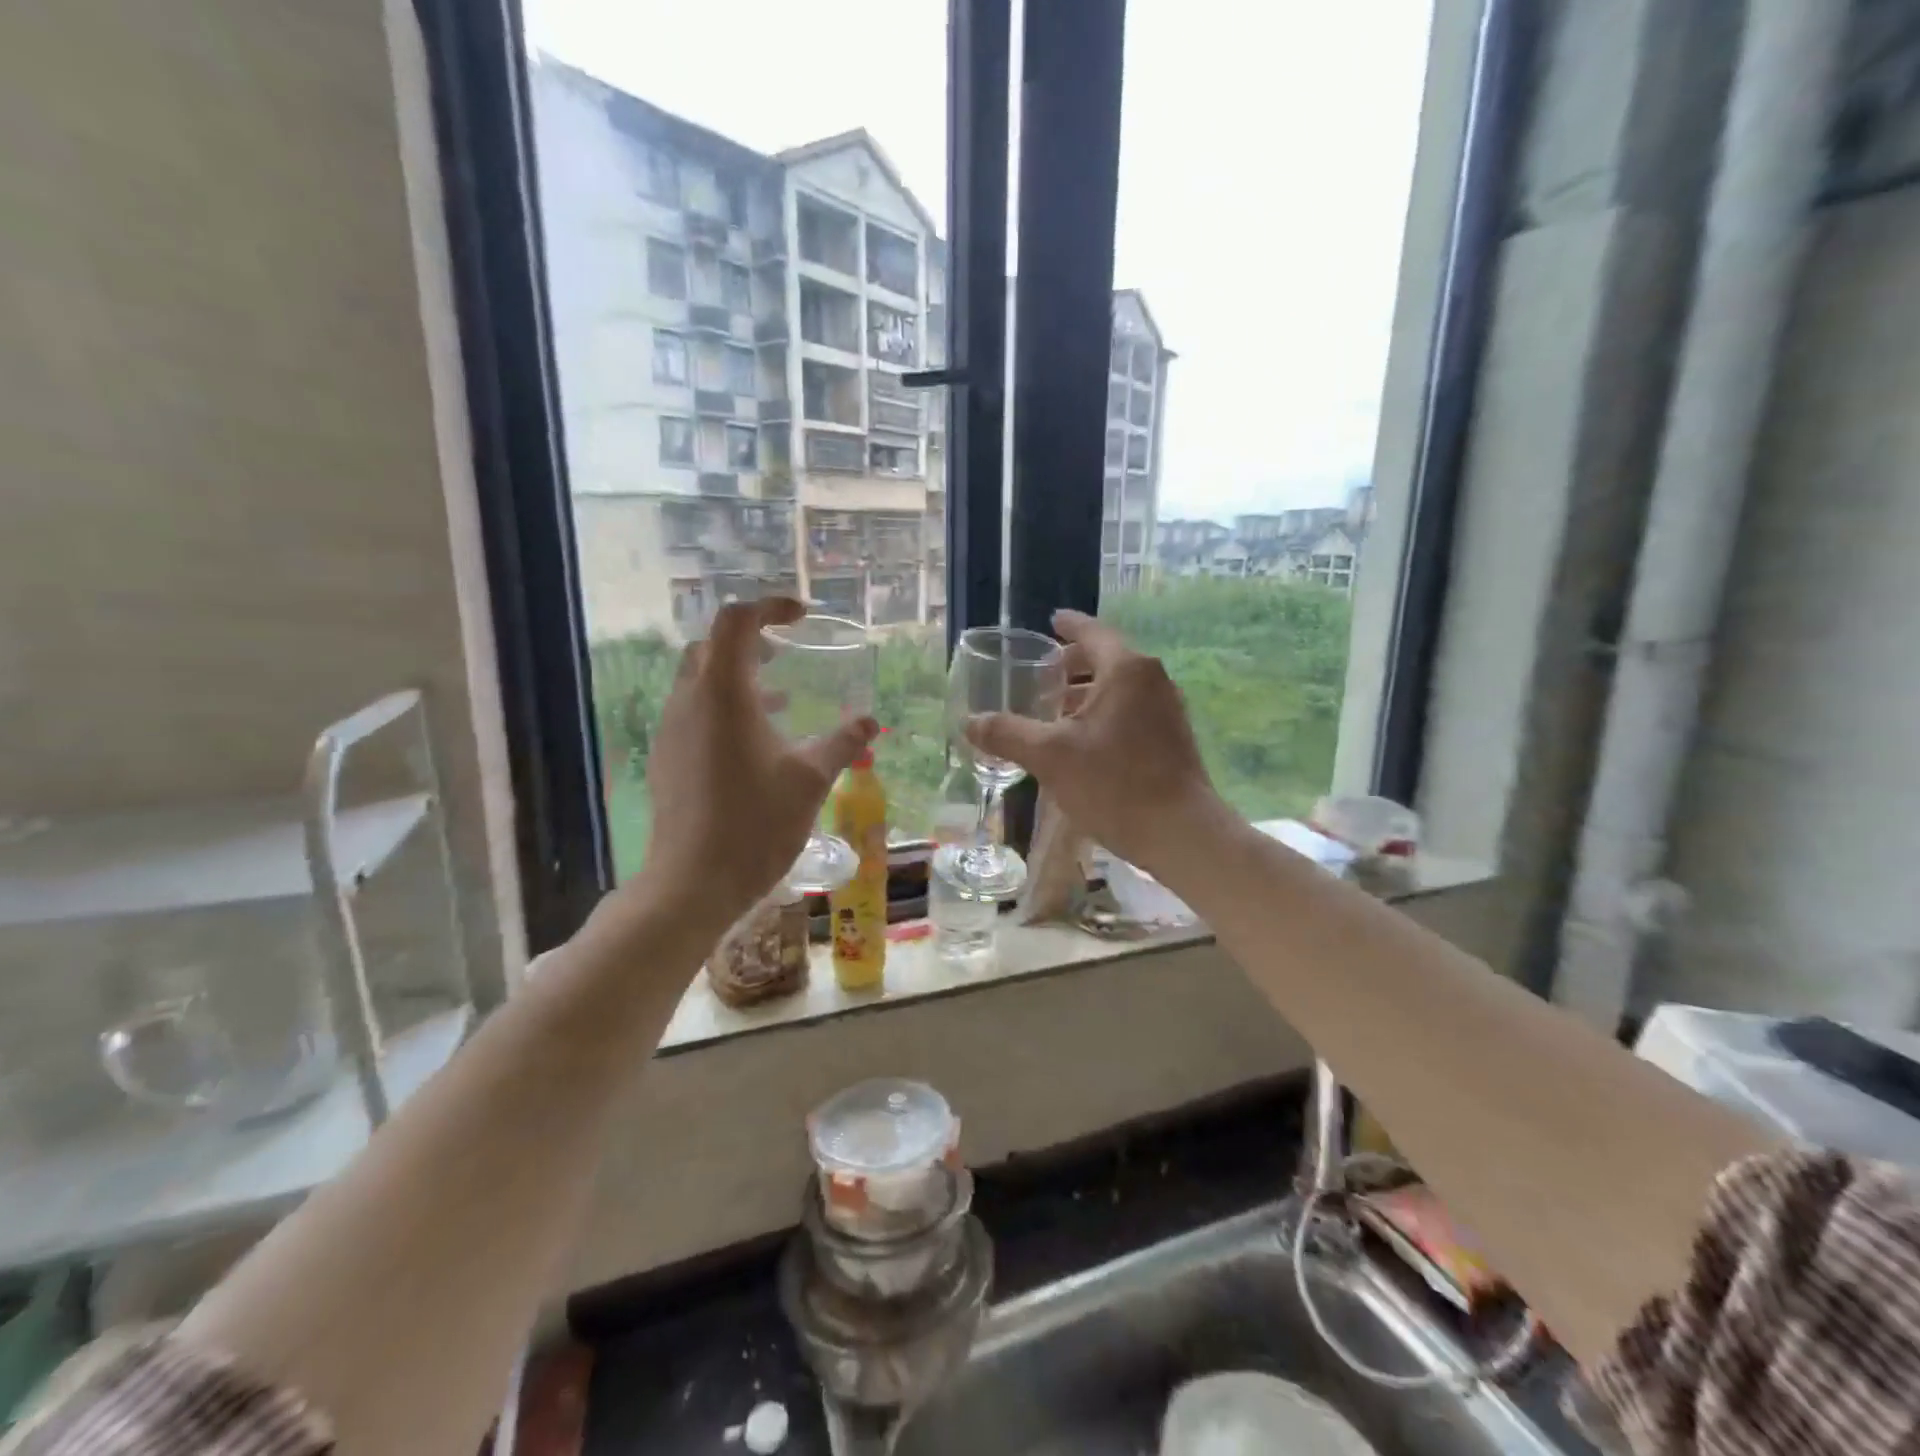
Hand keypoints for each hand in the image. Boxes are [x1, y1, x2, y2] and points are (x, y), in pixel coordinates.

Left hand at [631, 598, 876, 934]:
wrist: (693, 882)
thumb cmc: (756, 823)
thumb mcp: (811, 779)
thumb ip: (842, 743)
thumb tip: (871, 722)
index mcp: (723, 693)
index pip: (736, 621)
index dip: (770, 607)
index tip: (802, 617)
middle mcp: (689, 701)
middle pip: (712, 645)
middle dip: (750, 640)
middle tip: (787, 654)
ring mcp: (671, 730)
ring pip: (699, 680)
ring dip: (738, 677)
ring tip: (781, 700)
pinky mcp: (666, 758)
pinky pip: (694, 712)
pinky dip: (724, 708)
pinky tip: (755, 744)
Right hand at [965, 609, 1222, 875]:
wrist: (1180, 833)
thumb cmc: (1114, 783)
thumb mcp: (1050, 757)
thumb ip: (1008, 734)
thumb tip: (970, 722)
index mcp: (1126, 670)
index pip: (1093, 633)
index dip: (1069, 625)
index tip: (1052, 620)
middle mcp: (1153, 681)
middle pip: (1108, 659)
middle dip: (1073, 665)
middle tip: (1042, 673)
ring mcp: (1168, 711)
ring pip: (1120, 689)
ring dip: (1087, 694)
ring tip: (1054, 711)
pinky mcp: (1172, 740)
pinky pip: (1131, 712)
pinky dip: (1105, 714)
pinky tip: (1083, 743)